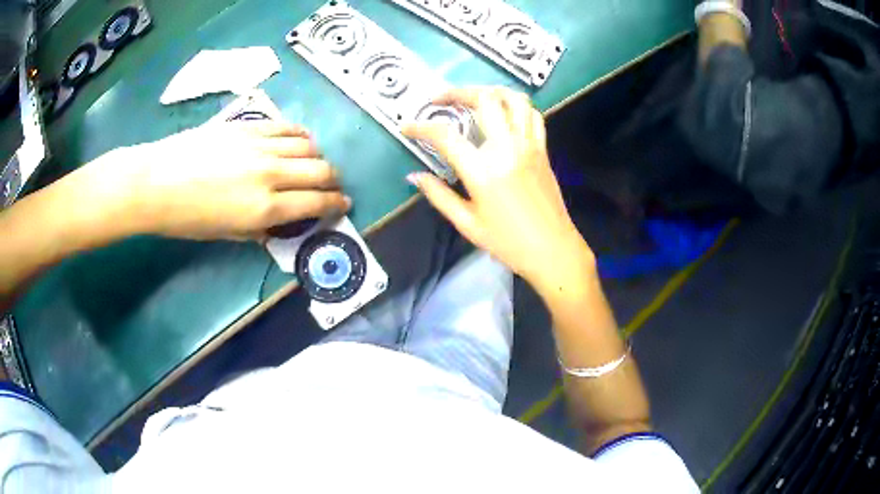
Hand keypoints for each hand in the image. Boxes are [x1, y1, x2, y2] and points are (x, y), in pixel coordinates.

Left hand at [85, 121, 349, 240]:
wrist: (156, 182)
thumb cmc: (187, 218)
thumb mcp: (225, 234)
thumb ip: (259, 228)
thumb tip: (279, 222)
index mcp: (264, 208)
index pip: (316, 203)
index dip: (335, 204)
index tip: (343, 205)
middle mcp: (270, 174)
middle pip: (320, 170)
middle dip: (333, 181)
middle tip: (331, 186)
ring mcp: (260, 145)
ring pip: (308, 145)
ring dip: (318, 156)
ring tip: (313, 163)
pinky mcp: (249, 126)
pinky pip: (286, 127)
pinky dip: (300, 135)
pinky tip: (298, 140)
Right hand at [402, 87, 591, 284]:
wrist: (553, 250)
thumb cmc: (508, 242)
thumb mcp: (467, 223)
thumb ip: (438, 195)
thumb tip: (414, 176)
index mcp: (482, 170)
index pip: (445, 135)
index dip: (420, 127)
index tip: (406, 127)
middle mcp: (506, 148)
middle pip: (483, 100)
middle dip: (456, 93)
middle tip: (439, 101)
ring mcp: (528, 145)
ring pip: (513, 98)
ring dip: (489, 91)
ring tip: (472, 98)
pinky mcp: (543, 149)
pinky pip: (533, 114)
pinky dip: (516, 106)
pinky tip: (504, 113)